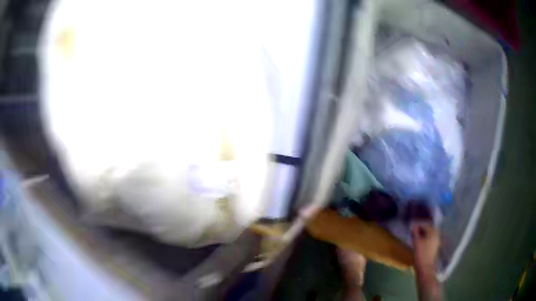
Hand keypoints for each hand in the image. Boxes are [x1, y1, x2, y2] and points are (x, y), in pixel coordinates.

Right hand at [411, 222, 439, 270]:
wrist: (425, 267)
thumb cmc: (421, 254)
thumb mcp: (416, 242)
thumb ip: (415, 233)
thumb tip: (413, 226)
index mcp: (433, 232)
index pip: (425, 225)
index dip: (418, 226)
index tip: (411, 228)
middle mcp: (436, 235)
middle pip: (428, 229)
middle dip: (421, 229)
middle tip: (413, 232)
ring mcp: (436, 241)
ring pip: (429, 234)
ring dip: (423, 234)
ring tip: (416, 237)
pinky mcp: (434, 247)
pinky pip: (430, 239)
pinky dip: (425, 238)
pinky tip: (420, 242)